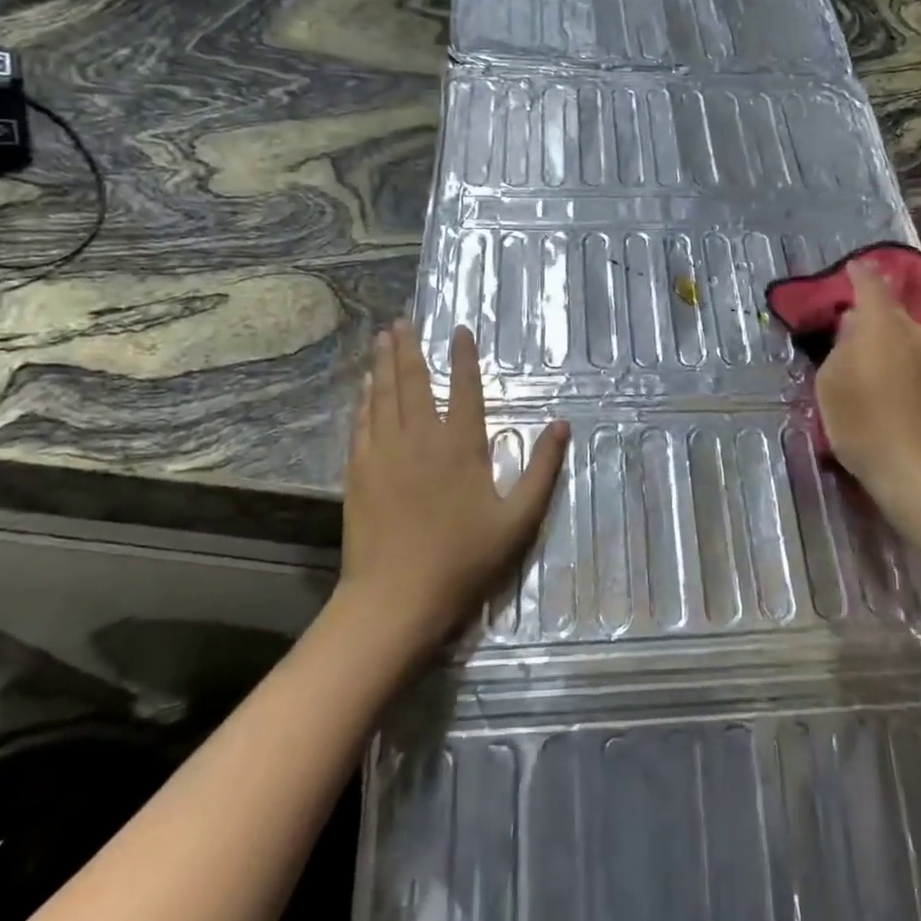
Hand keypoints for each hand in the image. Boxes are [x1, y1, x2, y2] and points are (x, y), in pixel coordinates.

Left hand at [339, 320, 568, 653]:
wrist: (396, 598)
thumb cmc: (464, 559)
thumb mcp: (519, 519)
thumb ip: (543, 469)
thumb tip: (561, 425)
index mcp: (461, 445)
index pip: (465, 388)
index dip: (464, 356)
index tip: (459, 329)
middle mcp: (420, 438)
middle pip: (414, 382)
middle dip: (408, 348)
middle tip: (401, 321)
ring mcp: (385, 453)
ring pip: (384, 396)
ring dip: (383, 365)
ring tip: (382, 339)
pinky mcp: (359, 472)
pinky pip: (362, 424)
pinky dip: (365, 401)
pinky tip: (364, 390)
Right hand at [814, 261, 920, 531]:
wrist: (917, 469)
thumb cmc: (862, 420)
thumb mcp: (830, 380)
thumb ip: (840, 346)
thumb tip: (853, 327)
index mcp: (881, 323)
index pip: (869, 284)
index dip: (857, 273)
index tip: (848, 267)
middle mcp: (911, 331)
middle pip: (887, 307)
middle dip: (866, 307)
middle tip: (840, 317)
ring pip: (898, 331)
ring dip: (878, 333)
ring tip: (853, 346)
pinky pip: (906, 352)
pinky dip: (889, 353)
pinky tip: (873, 371)